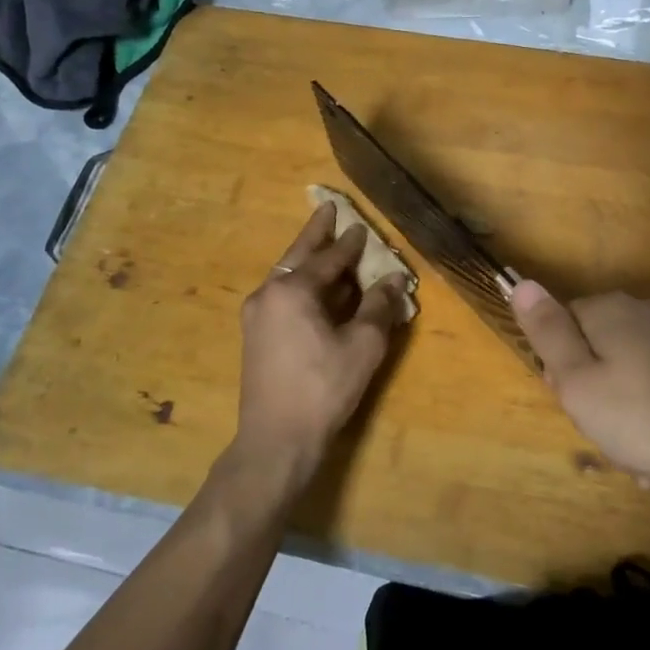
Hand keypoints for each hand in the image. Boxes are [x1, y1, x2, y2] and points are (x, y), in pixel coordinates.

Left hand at [234, 203, 408, 481]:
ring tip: (327, 246)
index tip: (362, 226)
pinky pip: (283, 296)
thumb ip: (379, 307)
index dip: (349, 243)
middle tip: (328, 209)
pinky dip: (302, 284)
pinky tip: (318, 290)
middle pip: (298, 256)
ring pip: (287, 276)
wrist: (275, 440)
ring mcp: (257, 316)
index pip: (328, 258)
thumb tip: (394, 281)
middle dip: (316, 234)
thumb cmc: (323, 388)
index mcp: (292, 290)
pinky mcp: (255, 336)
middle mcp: (268, 294)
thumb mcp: (363, 345)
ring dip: (309, 260)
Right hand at [510, 283, 649, 506]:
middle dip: (591, 393)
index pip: (562, 326)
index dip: (561, 369)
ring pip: (623, 374)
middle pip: (593, 349)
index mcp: (609, 309)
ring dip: (620, 415)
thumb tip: (521, 283)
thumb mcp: (578, 381)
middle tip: (603, 430)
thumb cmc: (641, 417)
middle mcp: (642, 311)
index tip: (574, 402)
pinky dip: (648, 416)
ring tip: (633, 455)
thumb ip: (547, 333)